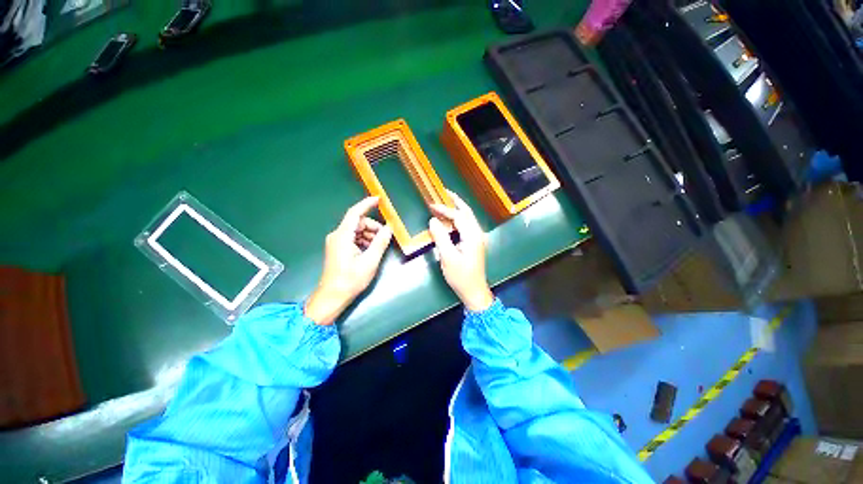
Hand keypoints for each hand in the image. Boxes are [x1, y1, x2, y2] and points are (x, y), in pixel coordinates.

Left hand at [305, 197, 392, 324]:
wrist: (332, 297)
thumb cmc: (350, 280)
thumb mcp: (370, 261)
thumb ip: (380, 242)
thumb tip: (389, 228)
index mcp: (342, 236)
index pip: (355, 213)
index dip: (367, 204)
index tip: (379, 199)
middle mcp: (337, 235)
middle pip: (358, 223)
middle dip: (373, 227)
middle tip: (385, 238)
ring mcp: (336, 242)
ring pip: (356, 231)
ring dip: (369, 235)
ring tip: (379, 247)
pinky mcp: (338, 249)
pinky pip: (353, 238)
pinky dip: (364, 241)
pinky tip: (371, 251)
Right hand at [428, 191, 493, 312]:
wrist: (474, 291)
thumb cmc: (461, 276)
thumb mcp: (448, 258)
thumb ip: (441, 238)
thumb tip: (433, 221)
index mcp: (472, 236)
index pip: (458, 216)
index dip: (444, 209)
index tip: (431, 206)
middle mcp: (477, 234)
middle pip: (467, 212)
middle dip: (456, 201)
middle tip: (444, 192)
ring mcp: (477, 238)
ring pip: (468, 218)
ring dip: (457, 209)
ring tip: (446, 201)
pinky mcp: (474, 243)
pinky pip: (466, 226)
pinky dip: (458, 219)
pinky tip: (450, 220)